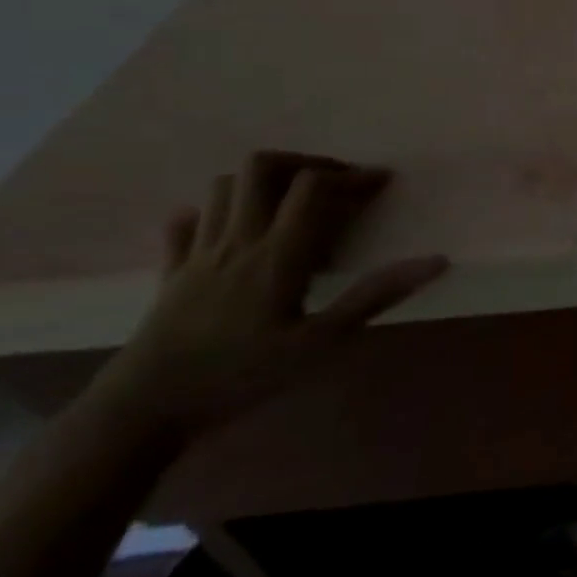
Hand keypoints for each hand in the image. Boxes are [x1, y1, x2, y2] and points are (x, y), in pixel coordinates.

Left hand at [88, 151, 448, 438]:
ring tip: (290, 202)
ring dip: (261, 182)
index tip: (381, 181)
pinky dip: (211, 213)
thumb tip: (437, 261)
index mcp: (277, 253)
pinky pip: (184, 224)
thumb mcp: (321, 342)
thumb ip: (376, 296)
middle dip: (304, 162)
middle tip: (332, 182)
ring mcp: (197, 254)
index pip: (314, 187)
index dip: (352, 174)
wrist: (139, 414)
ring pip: (223, 187)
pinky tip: (230, 228)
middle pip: (261, 168)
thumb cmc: (240, 376)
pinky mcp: (169, 274)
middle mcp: (237, 241)